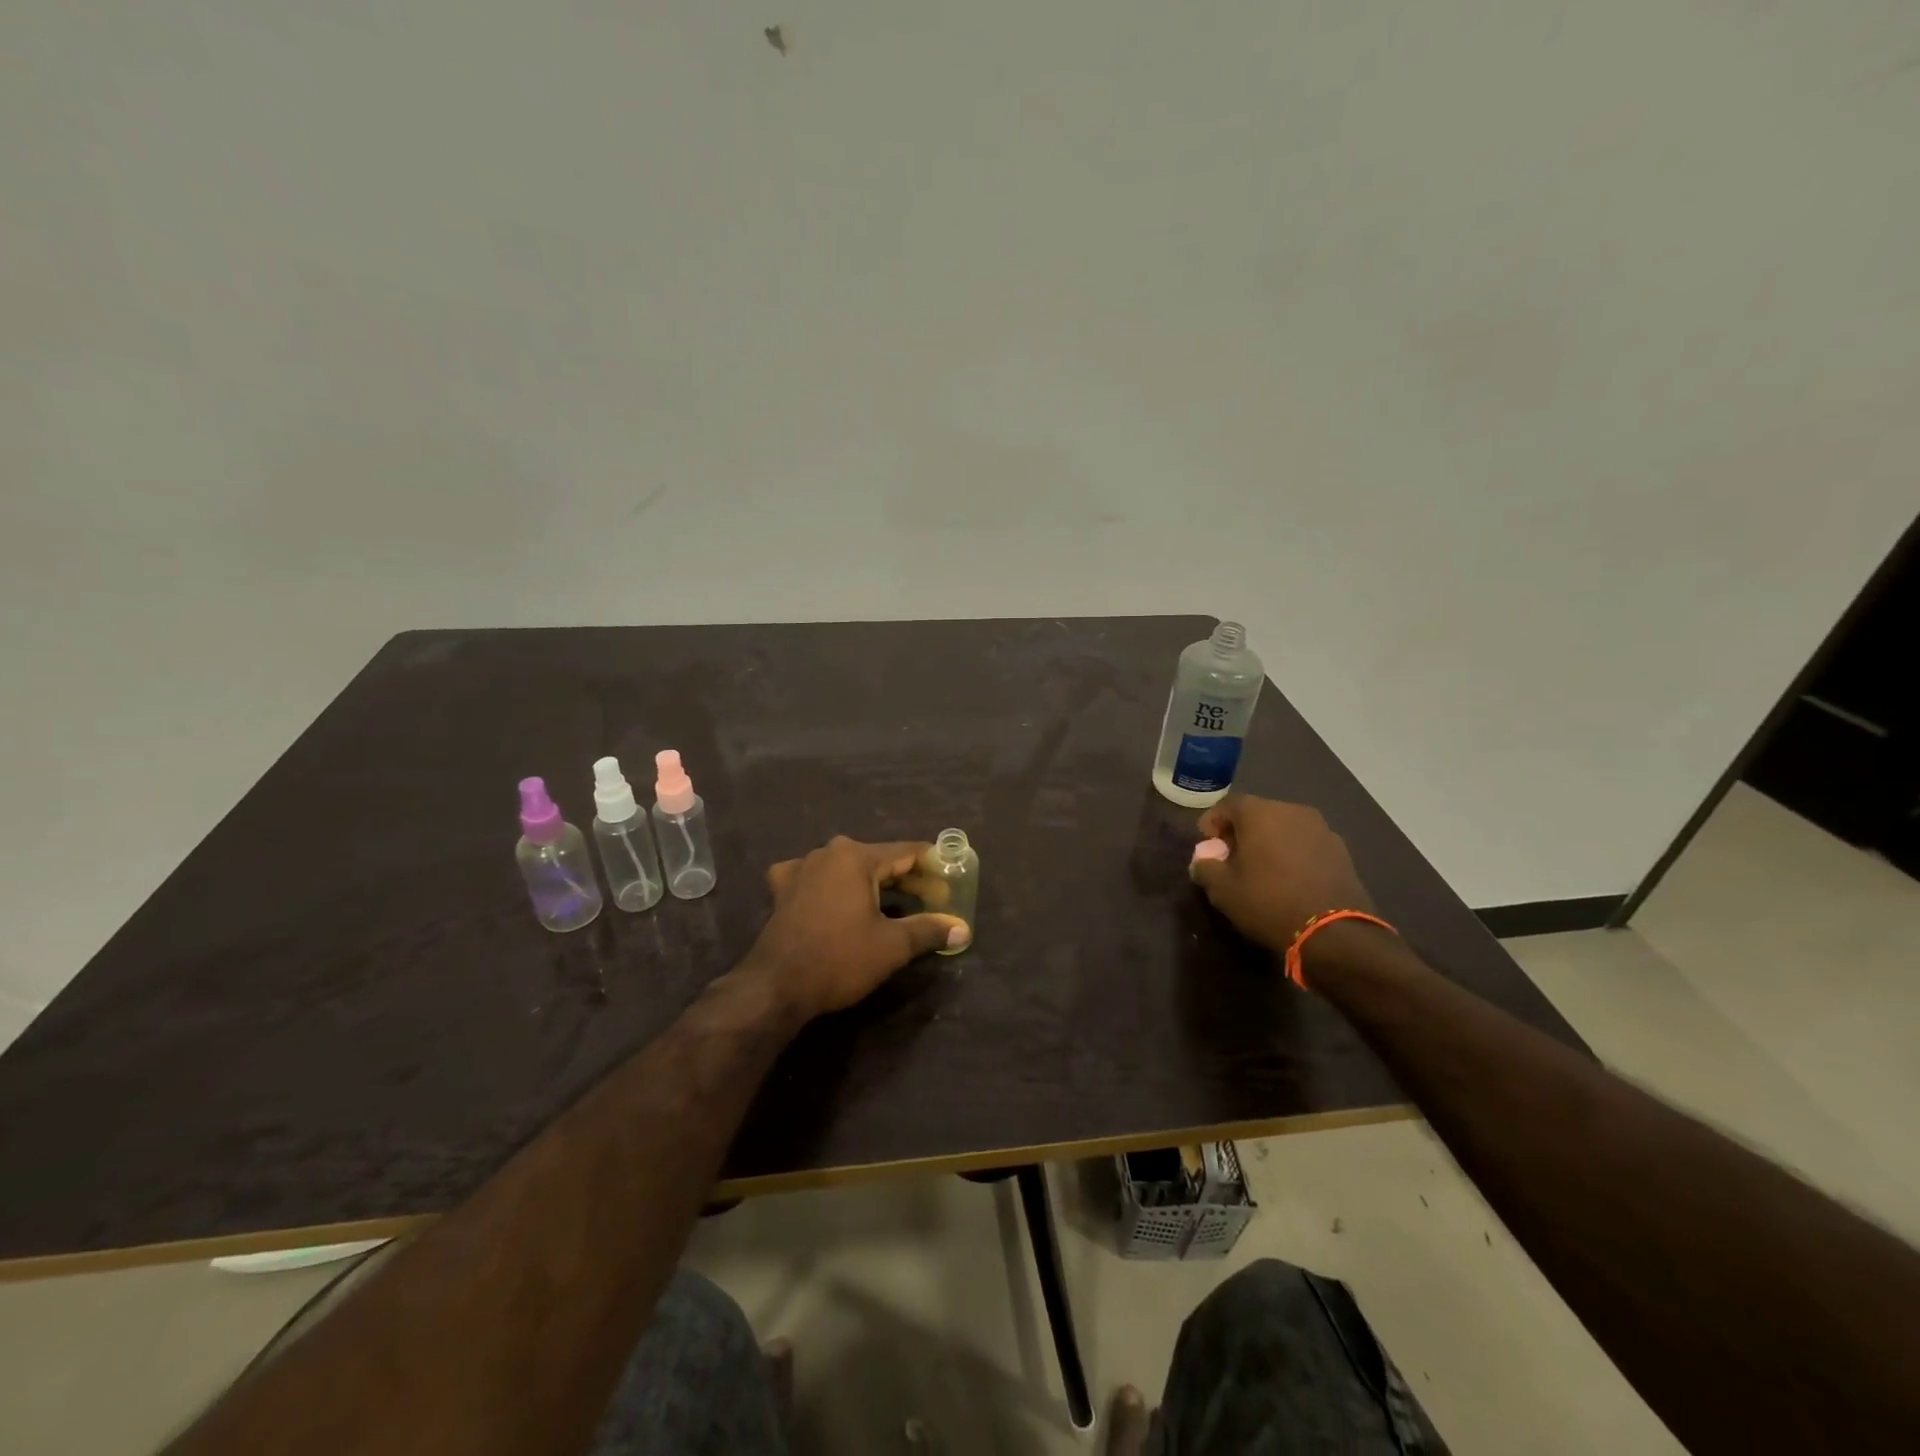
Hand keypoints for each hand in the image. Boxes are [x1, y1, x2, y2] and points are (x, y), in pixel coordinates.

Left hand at [744, 837, 969, 1016]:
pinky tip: (835, 897)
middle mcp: (828, 853)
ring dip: (872, 884)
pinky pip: (816, 878)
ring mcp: (801, 869)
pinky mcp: (782, 890)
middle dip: (907, 880)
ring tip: (894, 903)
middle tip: (933, 900)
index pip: (906, 852)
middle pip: (878, 860)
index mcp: (856, 857)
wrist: (776, 986)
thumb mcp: (892, 945)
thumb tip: (963, 929)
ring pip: (848, 869)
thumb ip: (929, 930)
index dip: (933, 867)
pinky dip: (832, 886)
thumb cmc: (839, 958)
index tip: (951, 883)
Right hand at [1186, 796, 1376, 955]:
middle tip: (1232, 857)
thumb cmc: (1268, 902)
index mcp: (1260, 813)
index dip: (1213, 822)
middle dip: (1242, 831)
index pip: (1228, 805)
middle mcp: (1292, 810)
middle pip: (1258, 813)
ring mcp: (1321, 829)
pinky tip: (1290, 878)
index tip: (1208, 845)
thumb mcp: (1222, 889)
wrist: (1334, 932)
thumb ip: (1205, 867)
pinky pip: (1306, 843)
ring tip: (1263, 869)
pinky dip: (1293, 853)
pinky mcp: (1341, 850)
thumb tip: (1203, 860)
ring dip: (1270, 841)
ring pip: (1285, 827)